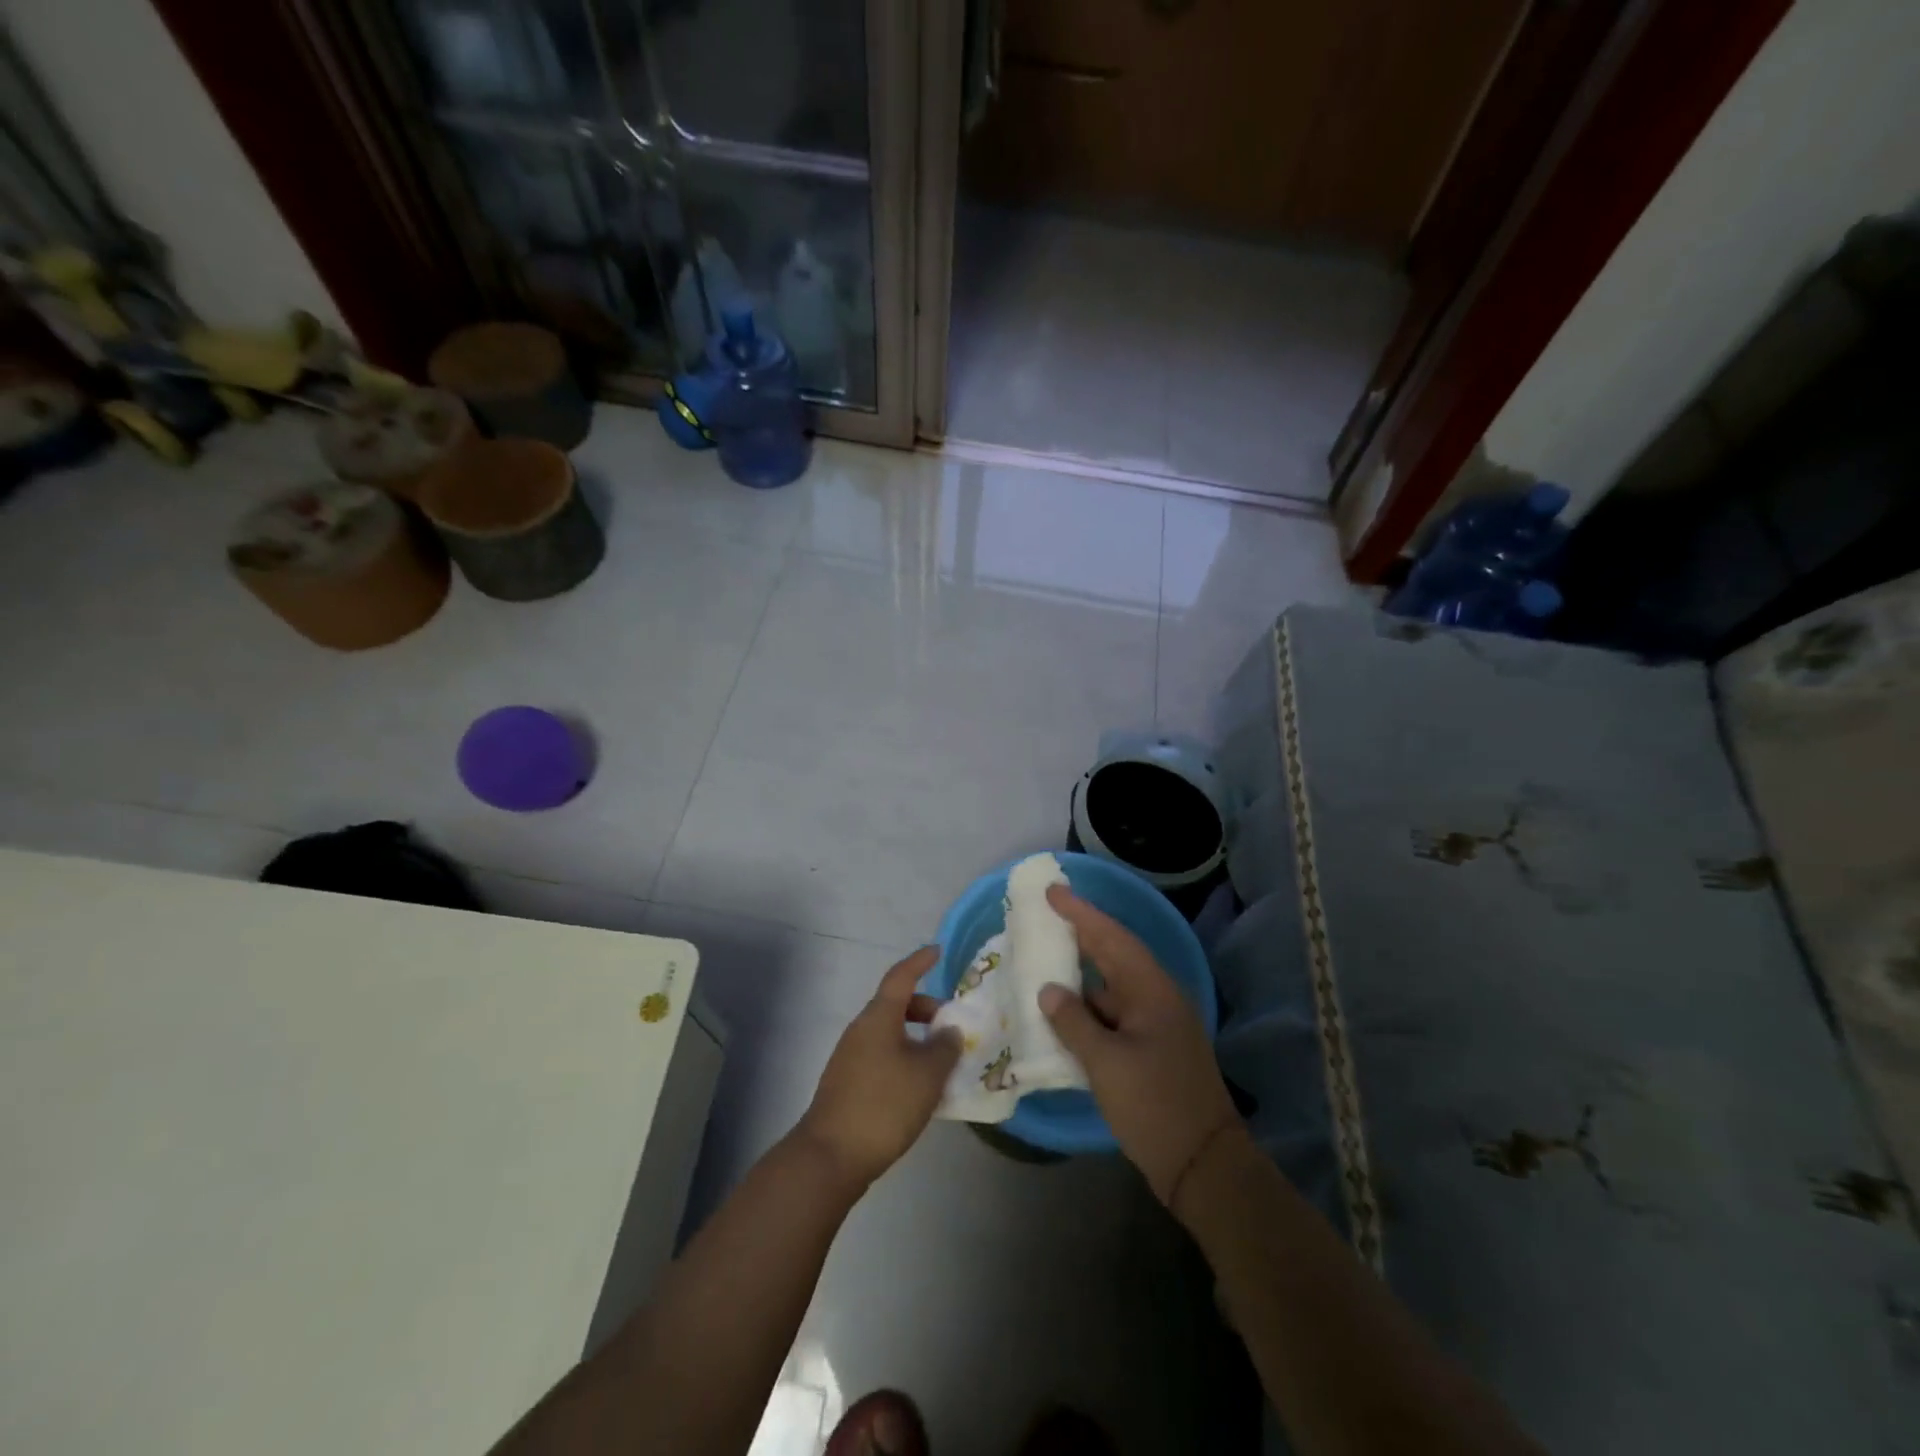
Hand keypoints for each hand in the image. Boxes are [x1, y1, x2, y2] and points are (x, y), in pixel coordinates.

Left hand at [794, 947, 960, 1192]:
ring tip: (942, 1063)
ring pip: (889, 1034)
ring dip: (916, 1039)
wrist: (830, 1156)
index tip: (938, 951)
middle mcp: (861, 1030)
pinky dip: (904, 1059)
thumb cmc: (883, 1105)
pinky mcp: (847, 1084)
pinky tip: (919, 1088)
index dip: (920, 962)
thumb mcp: (927, 1075)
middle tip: (951, 1027)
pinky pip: (882, 1056)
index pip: (901, 977)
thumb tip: (948, 1031)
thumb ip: (944, 1048)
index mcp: (878, 1018)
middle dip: (925, 1009)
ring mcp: (850, 1057)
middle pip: (896, 1006)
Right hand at [1038, 887, 1240, 1206]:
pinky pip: (1112, 1015)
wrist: (1203, 1165)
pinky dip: (1086, 1009)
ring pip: (1111, 987)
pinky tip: (1062, 1013)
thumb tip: (1049, 991)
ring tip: (1044, 960)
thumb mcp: (1106, 1063)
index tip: (1051, 891)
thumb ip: (1074, 1022)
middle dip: (1080, 933)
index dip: (1080, 912)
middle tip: (1044, 914)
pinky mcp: (1150, 1049)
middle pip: (1114, 955)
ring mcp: (1155, 1025)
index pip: (1111, 937)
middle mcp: (1156, 998)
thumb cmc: (1155, 1105)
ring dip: (1080, 974)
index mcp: (1152, 991)